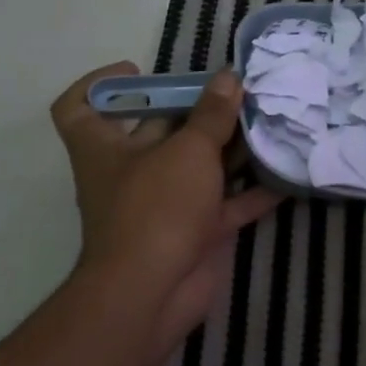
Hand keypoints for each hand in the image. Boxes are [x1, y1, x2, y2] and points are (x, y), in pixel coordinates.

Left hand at [52, 64, 279, 355]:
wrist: (154, 293)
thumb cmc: (157, 207)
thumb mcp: (188, 151)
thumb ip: (212, 115)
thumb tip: (229, 78)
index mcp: (104, 147)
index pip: (80, 107)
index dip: (102, 84)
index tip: (139, 72)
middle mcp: (130, 172)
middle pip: (157, 131)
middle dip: (194, 112)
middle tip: (235, 92)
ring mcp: (163, 205)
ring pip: (197, 169)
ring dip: (229, 150)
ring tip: (266, 123)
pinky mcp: (194, 233)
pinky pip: (226, 206)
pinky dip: (251, 193)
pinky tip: (285, 175)